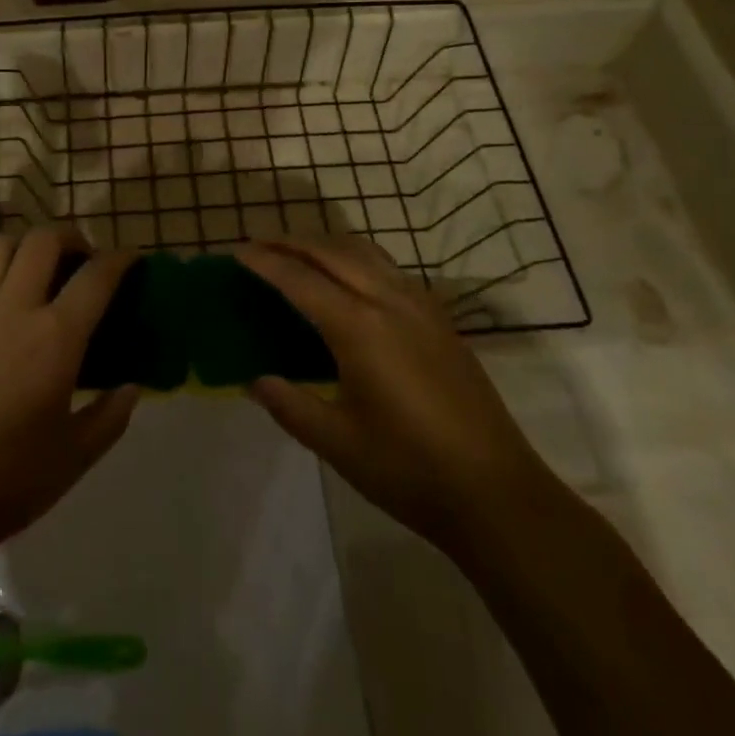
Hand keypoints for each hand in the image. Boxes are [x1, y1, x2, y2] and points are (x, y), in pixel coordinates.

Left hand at [0, 229, 138, 558]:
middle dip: (71, 237)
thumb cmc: (5, 482)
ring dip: (24, 246)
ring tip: (36, 270)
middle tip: (82, 258)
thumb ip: (110, 417)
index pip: (96, 277)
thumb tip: (131, 388)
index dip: (121, 260)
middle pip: (43, 240)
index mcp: (54, 338)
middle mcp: (12, 309)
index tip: (132, 260)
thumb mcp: (73, 459)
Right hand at [236, 238, 545, 545]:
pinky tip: (348, 278)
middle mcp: (389, 301)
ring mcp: (420, 305)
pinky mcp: (439, 318)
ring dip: (325, 244)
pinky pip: (388, 267)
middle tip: (258, 244)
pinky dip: (355, 257)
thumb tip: (254, 380)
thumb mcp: (337, 443)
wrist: (497, 493)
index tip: (237, 251)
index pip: (299, 280)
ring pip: (364, 251)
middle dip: (291, 242)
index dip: (265, 263)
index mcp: (359, 327)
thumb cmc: (410, 470)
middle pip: (331, 252)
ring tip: (297, 252)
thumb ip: (290, 405)